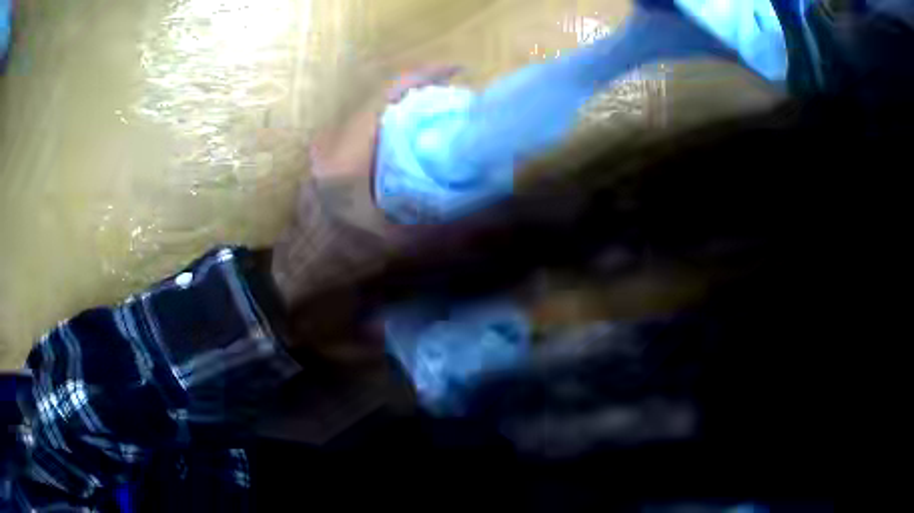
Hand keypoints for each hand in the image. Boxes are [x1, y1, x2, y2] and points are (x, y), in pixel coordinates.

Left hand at [271, 66, 460, 308]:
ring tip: (441, 115)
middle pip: (381, 98)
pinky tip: (412, 139)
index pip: (386, 94)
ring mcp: (327, 146)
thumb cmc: (339, 255)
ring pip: (373, 111)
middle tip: (456, 99)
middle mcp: (334, 140)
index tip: (456, 72)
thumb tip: (481, 214)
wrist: (298, 267)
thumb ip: (437, 228)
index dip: (422, 76)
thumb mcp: (391, 244)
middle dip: (421, 91)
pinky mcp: (327, 156)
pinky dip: (392, 125)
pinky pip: (365, 127)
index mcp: (348, 153)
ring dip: (407, 107)